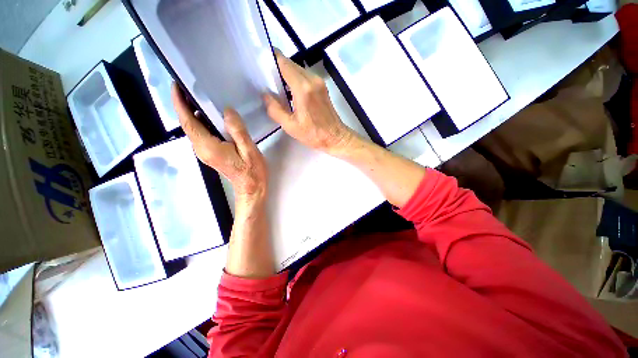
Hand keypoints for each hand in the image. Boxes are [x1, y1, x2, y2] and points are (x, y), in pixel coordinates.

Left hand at [171, 83, 267, 201]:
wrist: (251, 188)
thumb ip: (237, 130)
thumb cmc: (252, 171)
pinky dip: (203, 123)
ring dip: (194, 113)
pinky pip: (202, 134)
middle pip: (188, 124)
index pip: (189, 122)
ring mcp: (204, 152)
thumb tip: (227, 111)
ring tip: (201, 97)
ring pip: (194, 129)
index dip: (180, 103)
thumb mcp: (249, 150)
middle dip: (185, 105)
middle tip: (190, 86)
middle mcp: (201, 149)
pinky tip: (213, 116)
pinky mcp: (210, 153)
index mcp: (208, 147)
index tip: (176, 86)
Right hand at [263, 51, 354, 154]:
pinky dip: (296, 79)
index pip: (284, 63)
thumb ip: (275, 109)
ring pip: (298, 69)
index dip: (271, 58)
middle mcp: (312, 79)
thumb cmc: (313, 134)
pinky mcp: (323, 87)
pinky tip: (290, 91)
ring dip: (287, 73)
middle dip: (277, 66)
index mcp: (303, 88)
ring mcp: (319, 82)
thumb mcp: (290, 126)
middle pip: (291, 64)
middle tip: (266, 76)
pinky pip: (305, 76)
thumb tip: (266, 94)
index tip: (260, 61)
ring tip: (276, 85)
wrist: (335, 137)